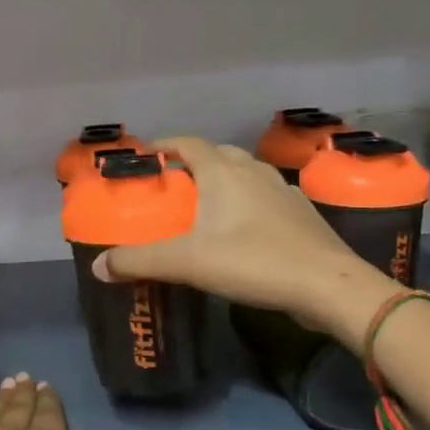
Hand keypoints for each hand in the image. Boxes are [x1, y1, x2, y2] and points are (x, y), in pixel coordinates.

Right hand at [92, 136, 402, 345]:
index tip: (147, 153)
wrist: (331, 285)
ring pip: (245, 173)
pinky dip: (248, 201)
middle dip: (194, 161)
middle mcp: (253, 172)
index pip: (189, 143)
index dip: (166, 143)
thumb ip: (140, 262)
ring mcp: (283, 190)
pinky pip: (266, 196)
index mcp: (224, 172)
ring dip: (224, 180)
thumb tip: (98, 267)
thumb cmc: (254, 261)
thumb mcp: (188, 263)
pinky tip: (244, 227)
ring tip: (206, 203)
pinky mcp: (302, 213)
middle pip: (218, 154)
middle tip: (173, 183)